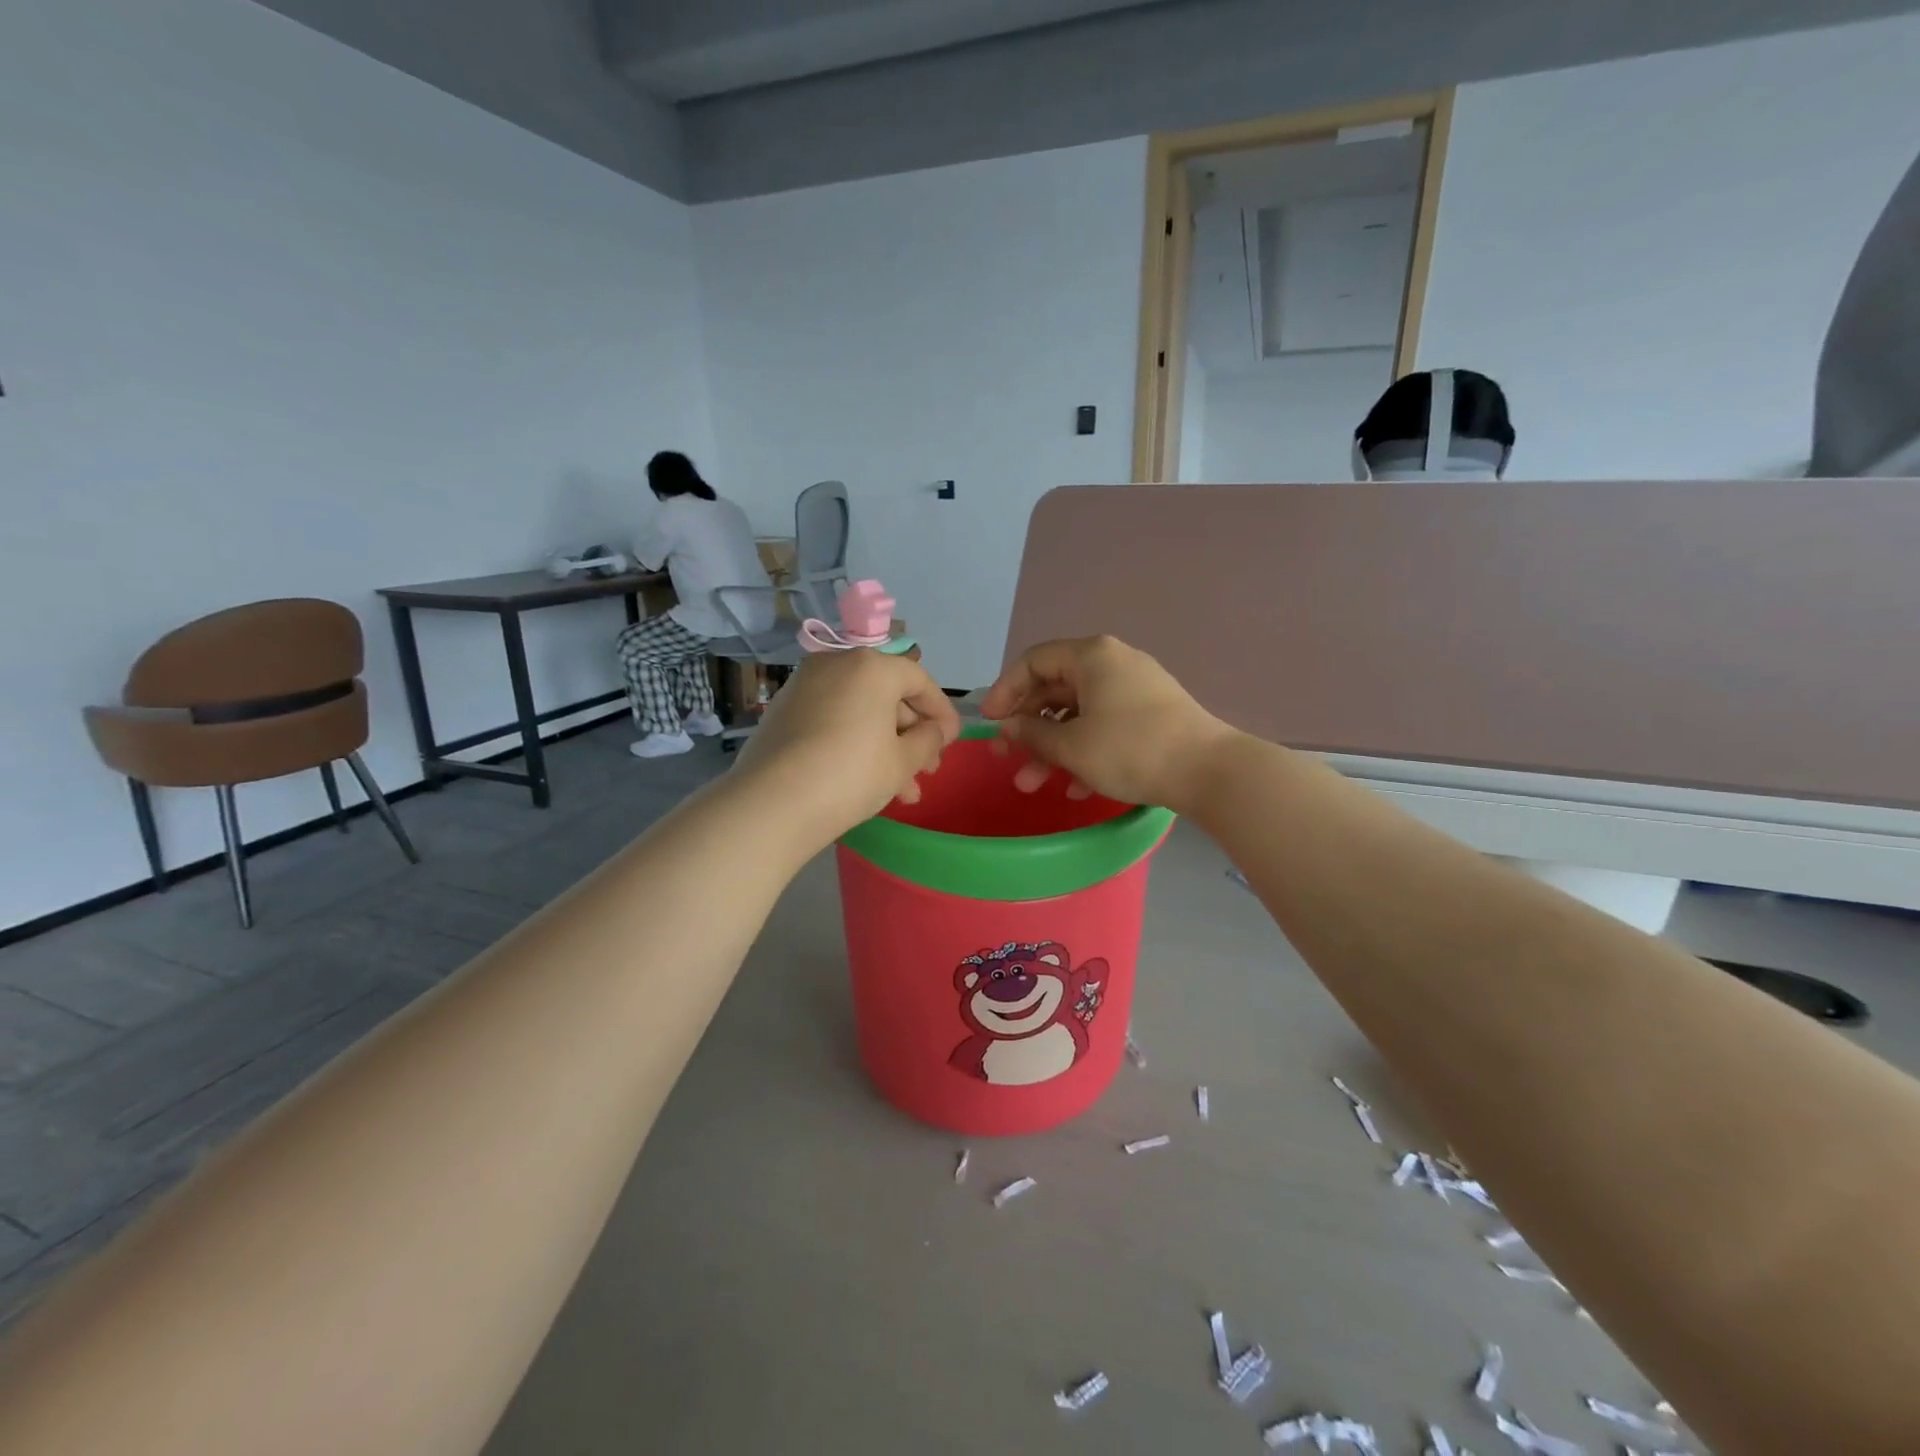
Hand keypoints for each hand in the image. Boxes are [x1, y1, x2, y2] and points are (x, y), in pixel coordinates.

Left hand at [735, 649, 961, 848]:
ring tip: (904, 792)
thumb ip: (928, 739)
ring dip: (886, 746)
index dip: (941, 711)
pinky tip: (867, 780)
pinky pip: (833, 719)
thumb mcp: (903, 761)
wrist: (772, 802)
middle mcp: (836, 664)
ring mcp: (804, 686)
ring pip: (859, 711)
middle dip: (912, 734)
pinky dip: (854, 742)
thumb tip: (934, 730)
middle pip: (887, 694)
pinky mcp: (783, 711)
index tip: (952, 741)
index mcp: (871, 666)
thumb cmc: (851, 774)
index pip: (918, 679)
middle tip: (927, 770)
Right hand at [979, 636, 1233, 811]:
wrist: (1209, 772)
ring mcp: (1135, 689)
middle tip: (1007, 758)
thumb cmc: (1131, 749)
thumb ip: (1031, 733)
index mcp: (1091, 656)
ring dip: (1052, 748)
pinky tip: (1075, 787)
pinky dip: (1084, 751)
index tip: (990, 723)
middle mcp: (1112, 663)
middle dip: (1028, 728)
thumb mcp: (1072, 745)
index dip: (1005, 691)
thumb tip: (1008, 726)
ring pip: (1079, 714)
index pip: (1033, 661)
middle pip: (1055, 689)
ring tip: (1032, 784)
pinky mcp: (1151, 715)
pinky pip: (1105, 726)